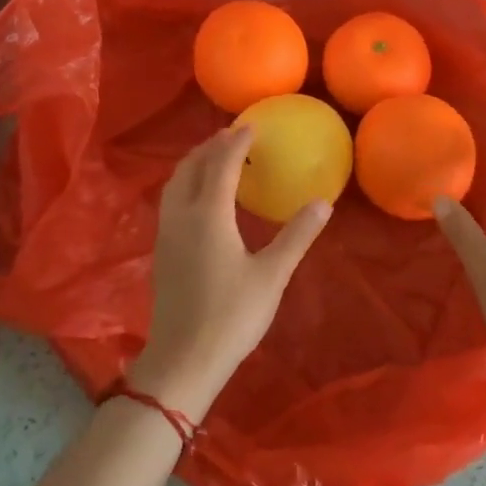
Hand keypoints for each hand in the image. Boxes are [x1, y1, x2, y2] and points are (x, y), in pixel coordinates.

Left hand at [130, 126, 330, 420]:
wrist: (182, 360)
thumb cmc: (231, 316)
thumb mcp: (272, 276)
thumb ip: (297, 235)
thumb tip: (323, 201)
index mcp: (208, 215)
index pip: (220, 165)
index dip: (236, 142)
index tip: (252, 125)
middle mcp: (181, 216)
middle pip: (190, 167)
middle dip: (211, 146)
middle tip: (234, 136)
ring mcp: (166, 234)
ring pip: (175, 183)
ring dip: (195, 163)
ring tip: (217, 159)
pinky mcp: (162, 251)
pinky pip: (171, 201)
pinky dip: (187, 184)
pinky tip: (203, 199)